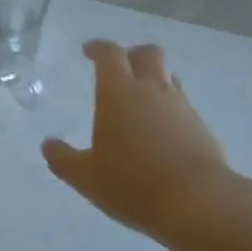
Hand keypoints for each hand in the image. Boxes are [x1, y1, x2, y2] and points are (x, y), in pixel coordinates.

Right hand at [43, 41, 233, 236]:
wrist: (196, 202)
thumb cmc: (131, 182)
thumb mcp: (86, 176)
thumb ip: (63, 159)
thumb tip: (48, 146)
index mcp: (119, 92)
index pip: (110, 54)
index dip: (98, 48)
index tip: (88, 51)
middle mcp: (153, 90)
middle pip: (148, 54)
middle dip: (132, 54)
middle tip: (119, 69)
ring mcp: (182, 107)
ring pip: (168, 79)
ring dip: (154, 82)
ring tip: (140, 103)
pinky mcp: (202, 128)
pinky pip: (183, 107)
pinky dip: (169, 112)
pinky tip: (161, 135)